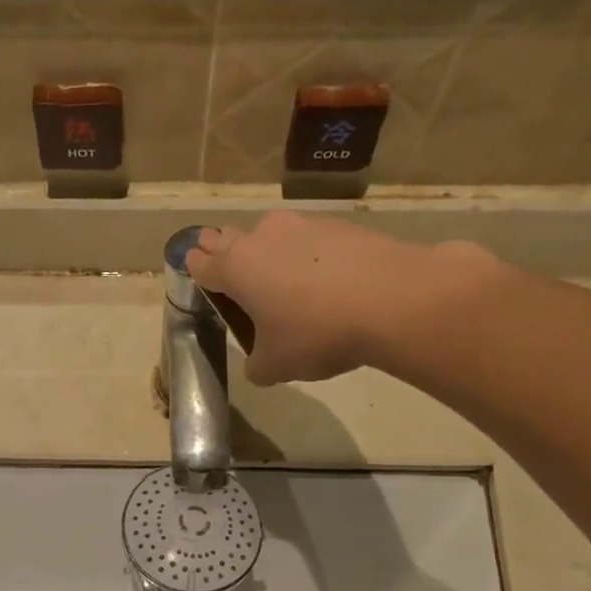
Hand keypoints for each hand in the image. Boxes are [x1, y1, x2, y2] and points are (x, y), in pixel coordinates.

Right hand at [188, 212, 494, 384]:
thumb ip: (256, 364)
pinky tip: (324, 281)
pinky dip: (307, 256)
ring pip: (271, 236)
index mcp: (235, 268)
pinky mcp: (338, 224)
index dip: (198, 273)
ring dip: (269, 254)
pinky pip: (308, 239)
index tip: (203, 283)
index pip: (201, 263)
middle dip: (226, 255)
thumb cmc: (316, 334)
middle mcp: (261, 237)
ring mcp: (302, 225)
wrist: (392, 300)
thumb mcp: (275, 366)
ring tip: (283, 283)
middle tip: (236, 280)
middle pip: (229, 239)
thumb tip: (259, 360)